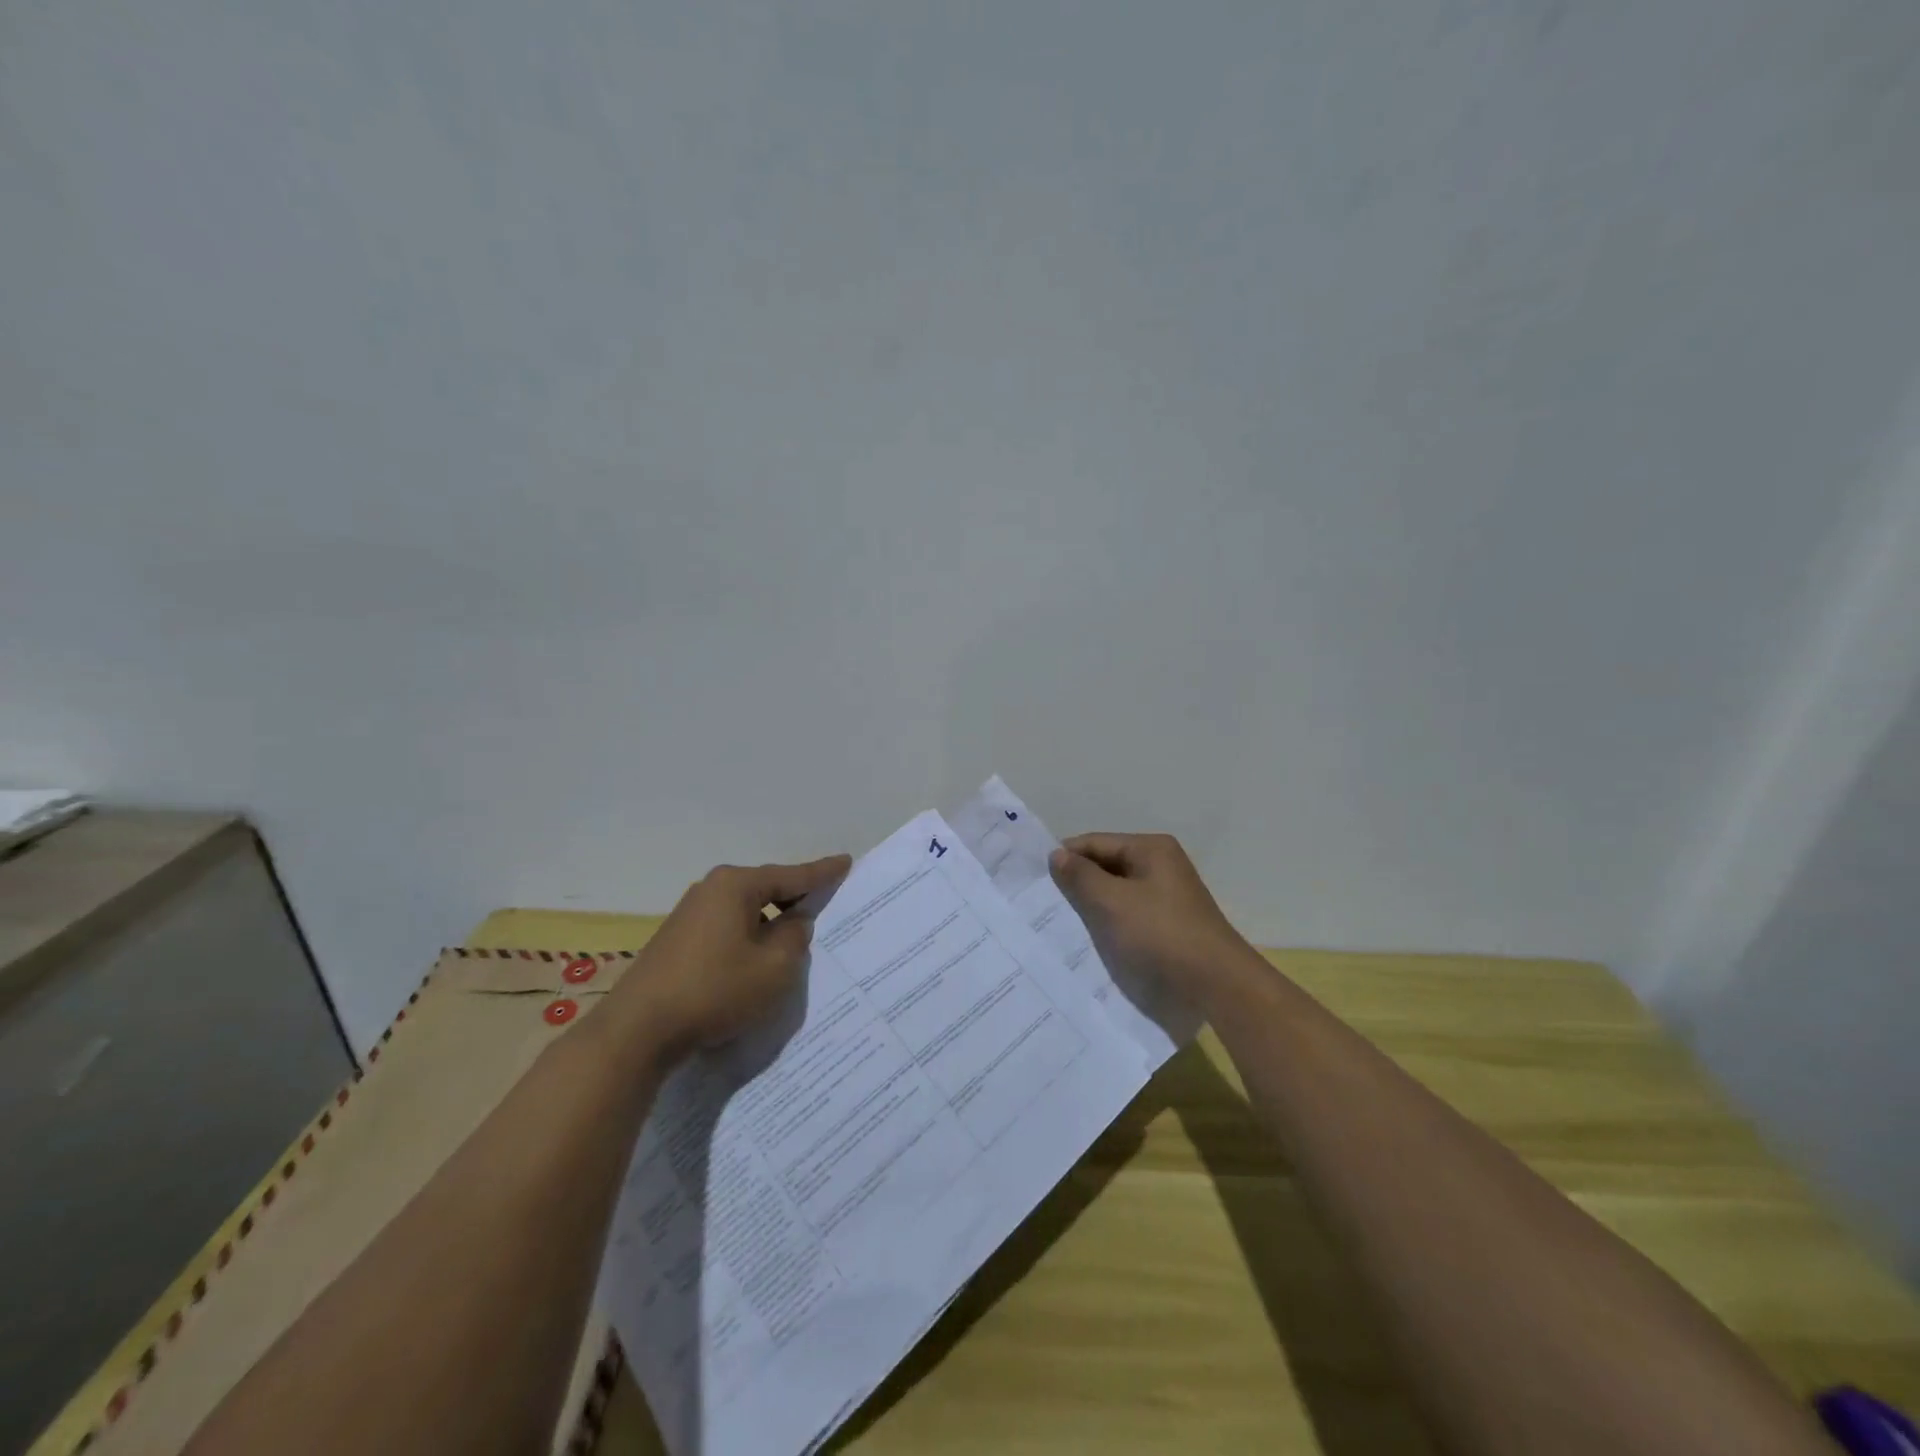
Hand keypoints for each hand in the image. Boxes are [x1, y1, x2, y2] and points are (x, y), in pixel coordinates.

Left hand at [604, 855, 850, 1061]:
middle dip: (794, 899)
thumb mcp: (774, 968)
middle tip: (823, 906)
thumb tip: (794, 922)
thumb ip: (795, 938)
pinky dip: (748, 938)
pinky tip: (754, 961)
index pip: (791, 875)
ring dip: (769, 924)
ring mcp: (689, 914)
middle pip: (766, 889)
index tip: (846, 862)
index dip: (822, 872)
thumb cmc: (715, 991)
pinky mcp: (677, 940)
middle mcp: (711, 889)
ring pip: (745, 911)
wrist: (638, 1031)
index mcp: (736, 886)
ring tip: (792, 941)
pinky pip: (726, 928)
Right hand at [1049, 833, 1256, 1007]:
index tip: (1035, 879)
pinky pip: (1130, 912)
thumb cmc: (1160, 934)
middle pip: (1107, 865)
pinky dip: (1110, 920)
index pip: (1095, 842)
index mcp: (1151, 849)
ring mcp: (1167, 894)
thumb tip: (1056, 854)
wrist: (1216, 983)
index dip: (1066, 857)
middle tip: (1043, 903)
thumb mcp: (1112, 902)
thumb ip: (1081, 876)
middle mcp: (1161, 864)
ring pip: (1117, 891)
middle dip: (1078, 882)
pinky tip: (1091, 937)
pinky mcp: (1169, 922)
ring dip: (1093, 904)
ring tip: (1061, 921)